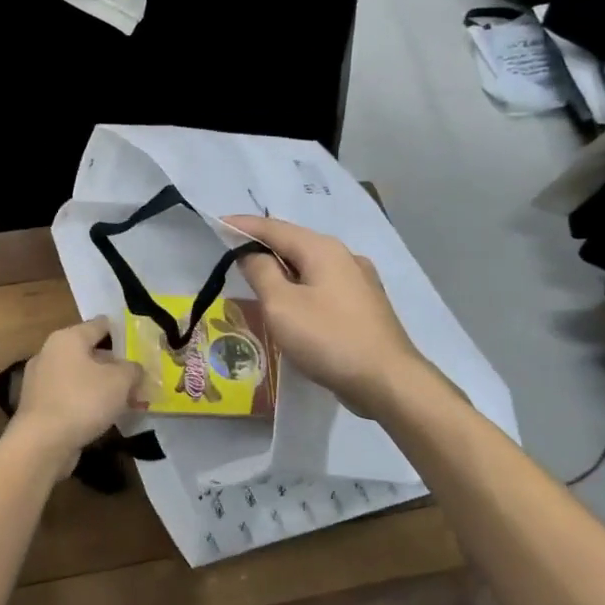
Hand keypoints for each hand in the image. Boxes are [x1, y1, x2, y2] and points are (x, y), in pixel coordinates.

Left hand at [9, 317, 142, 461]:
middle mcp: (50, 353)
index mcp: (68, 338)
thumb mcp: (120, 381)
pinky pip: (70, 396)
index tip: (141, 344)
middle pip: (90, 352)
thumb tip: (133, 369)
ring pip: (80, 376)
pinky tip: (104, 416)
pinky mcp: (38, 405)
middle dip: (115, 366)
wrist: (41, 444)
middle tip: (138, 379)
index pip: (101, 325)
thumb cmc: (82, 401)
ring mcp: (40, 380)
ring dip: (102, 386)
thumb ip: (133, 369)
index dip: (123, 332)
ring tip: (126, 401)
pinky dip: (87, 402)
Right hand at [226, 214, 428, 417]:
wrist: (388, 381)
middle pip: (295, 243)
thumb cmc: (328, 339)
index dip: (243, 226)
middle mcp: (344, 256)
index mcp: (322, 249)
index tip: (217, 223)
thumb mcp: (282, 305)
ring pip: (311, 266)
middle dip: (263, 245)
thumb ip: (261, 272)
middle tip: (233, 254)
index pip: (274, 227)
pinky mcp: (365, 306)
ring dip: (283, 268)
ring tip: (258, 279)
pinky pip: (324, 285)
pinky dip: (301, 286)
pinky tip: (294, 303)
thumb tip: (250, 253)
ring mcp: (360, 281)